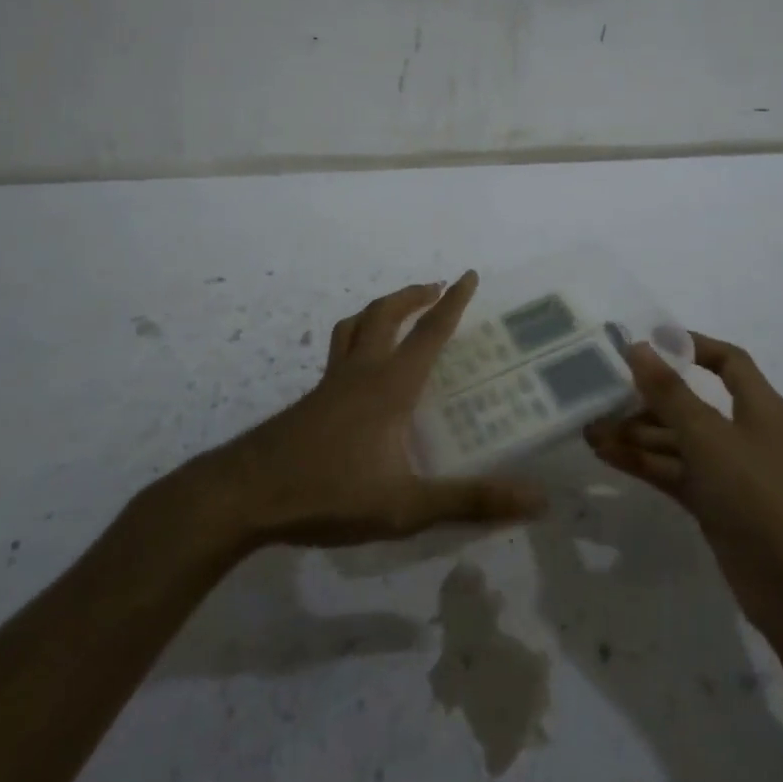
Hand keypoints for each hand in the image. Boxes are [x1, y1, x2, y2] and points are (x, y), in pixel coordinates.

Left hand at [203, 272, 545, 547]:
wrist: (246, 495)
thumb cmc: (329, 493)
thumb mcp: (406, 506)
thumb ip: (469, 501)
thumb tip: (536, 499)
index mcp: (390, 386)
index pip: (430, 332)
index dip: (453, 303)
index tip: (469, 275)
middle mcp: (361, 372)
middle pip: (386, 314)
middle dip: (414, 296)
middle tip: (437, 289)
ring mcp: (331, 383)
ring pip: (355, 325)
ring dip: (381, 309)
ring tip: (398, 312)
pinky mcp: (311, 399)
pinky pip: (339, 350)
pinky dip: (357, 337)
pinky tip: (360, 369)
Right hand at [585, 333, 782, 629]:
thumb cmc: (761, 497)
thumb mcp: (710, 437)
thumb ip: (671, 393)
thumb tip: (639, 347)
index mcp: (759, 407)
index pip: (728, 361)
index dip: (692, 346)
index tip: (649, 343)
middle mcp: (745, 434)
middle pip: (691, 403)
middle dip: (647, 398)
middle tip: (600, 392)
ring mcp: (730, 474)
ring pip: (677, 442)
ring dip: (637, 434)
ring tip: (590, 429)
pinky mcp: (716, 507)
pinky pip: (674, 473)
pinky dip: (643, 463)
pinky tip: (607, 456)